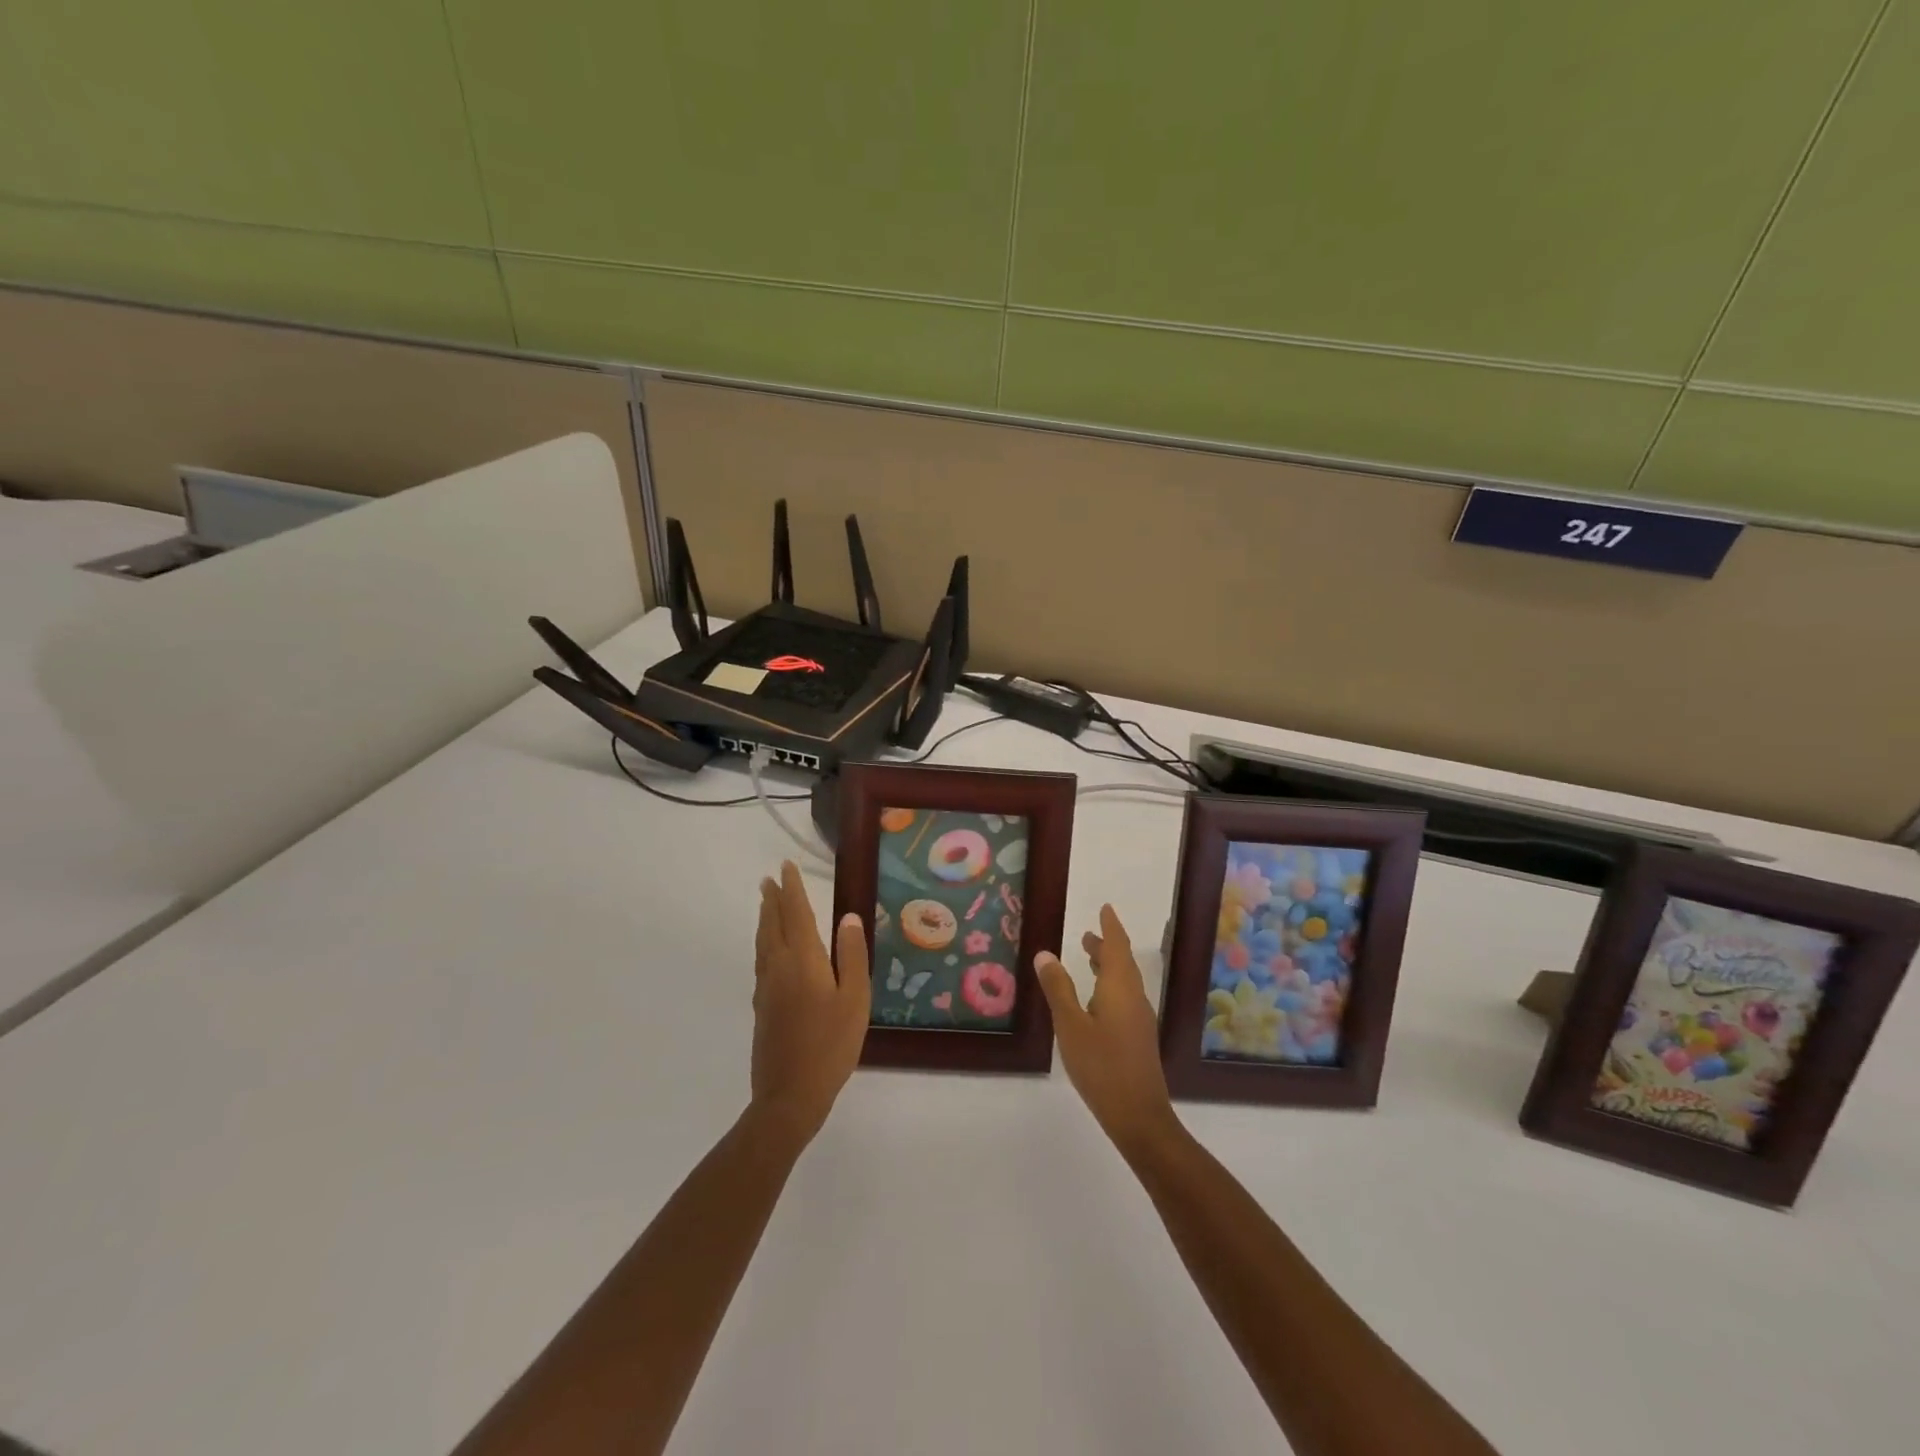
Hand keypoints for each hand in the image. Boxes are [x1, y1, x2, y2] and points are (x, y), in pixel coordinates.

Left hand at [751, 861, 870, 1141]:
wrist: (790, 1095)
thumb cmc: (831, 1045)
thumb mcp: (855, 999)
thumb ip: (852, 956)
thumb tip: (848, 917)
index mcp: (803, 961)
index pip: (796, 914)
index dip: (792, 889)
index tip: (785, 867)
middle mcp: (779, 967)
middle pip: (772, 925)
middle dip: (772, 900)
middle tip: (769, 879)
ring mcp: (766, 988)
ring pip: (762, 943)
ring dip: (765, 919)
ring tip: (765, 905)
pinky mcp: (761, 1007)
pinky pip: (761, 961)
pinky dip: (764, 943)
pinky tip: (768, 951)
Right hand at [1035, 905, 1180, 1156]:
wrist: (1139, 1116)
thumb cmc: (1102, 1066)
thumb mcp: (1070, 1026)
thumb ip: (1058, 989)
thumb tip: (1045, 954)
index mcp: (1120, 988)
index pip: (1117, 947)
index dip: (1110, 927)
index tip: (1105, 908)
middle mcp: (1134, 998)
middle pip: (1123, 963)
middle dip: (1106, 945)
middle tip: (1087, 935)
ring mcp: (1139, 1020)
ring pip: (1125, 981)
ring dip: (1108, 966)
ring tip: (1088, 958)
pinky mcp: (1138, 1038)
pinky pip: (1124, 998)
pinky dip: (1110, 986)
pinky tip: (1095, 1000)